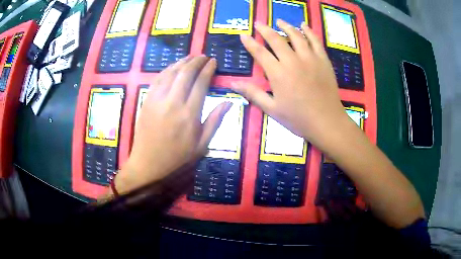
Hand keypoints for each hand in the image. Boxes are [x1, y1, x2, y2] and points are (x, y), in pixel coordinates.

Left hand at [114, 56, 231, 194]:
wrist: (148, 163)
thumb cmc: (177, 157)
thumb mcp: (202, 144)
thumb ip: (215, 121)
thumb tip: (229, 102)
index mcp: (190, 114)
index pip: (201, 83)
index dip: (208, 69)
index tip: (213, 62)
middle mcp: (173, 102)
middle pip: (186, 73)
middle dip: (196, 61)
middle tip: (203, 56)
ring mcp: (157, 99)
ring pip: (171, 72)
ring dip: (182, 62)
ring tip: (190, 57)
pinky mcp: (147, 100)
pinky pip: (158, 79)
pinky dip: (167, 69)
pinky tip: (173, 66)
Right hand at [231, 20, 351, 149]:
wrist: (327, 122)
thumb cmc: (298, 118)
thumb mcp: (272, 109)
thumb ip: (252, 93)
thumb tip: (232, 83)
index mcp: (278, 73)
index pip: (260, 52)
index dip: (250, 43)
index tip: (243, 35)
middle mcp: (292, 61)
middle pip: (276, 39)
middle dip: (265, 30)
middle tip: (258, 23)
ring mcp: (310, 58)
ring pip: (296, 36)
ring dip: (286, 26)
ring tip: (279, 21)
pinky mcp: (323, 60)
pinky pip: (315, 41)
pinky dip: (308, 31)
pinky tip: (303, 25)